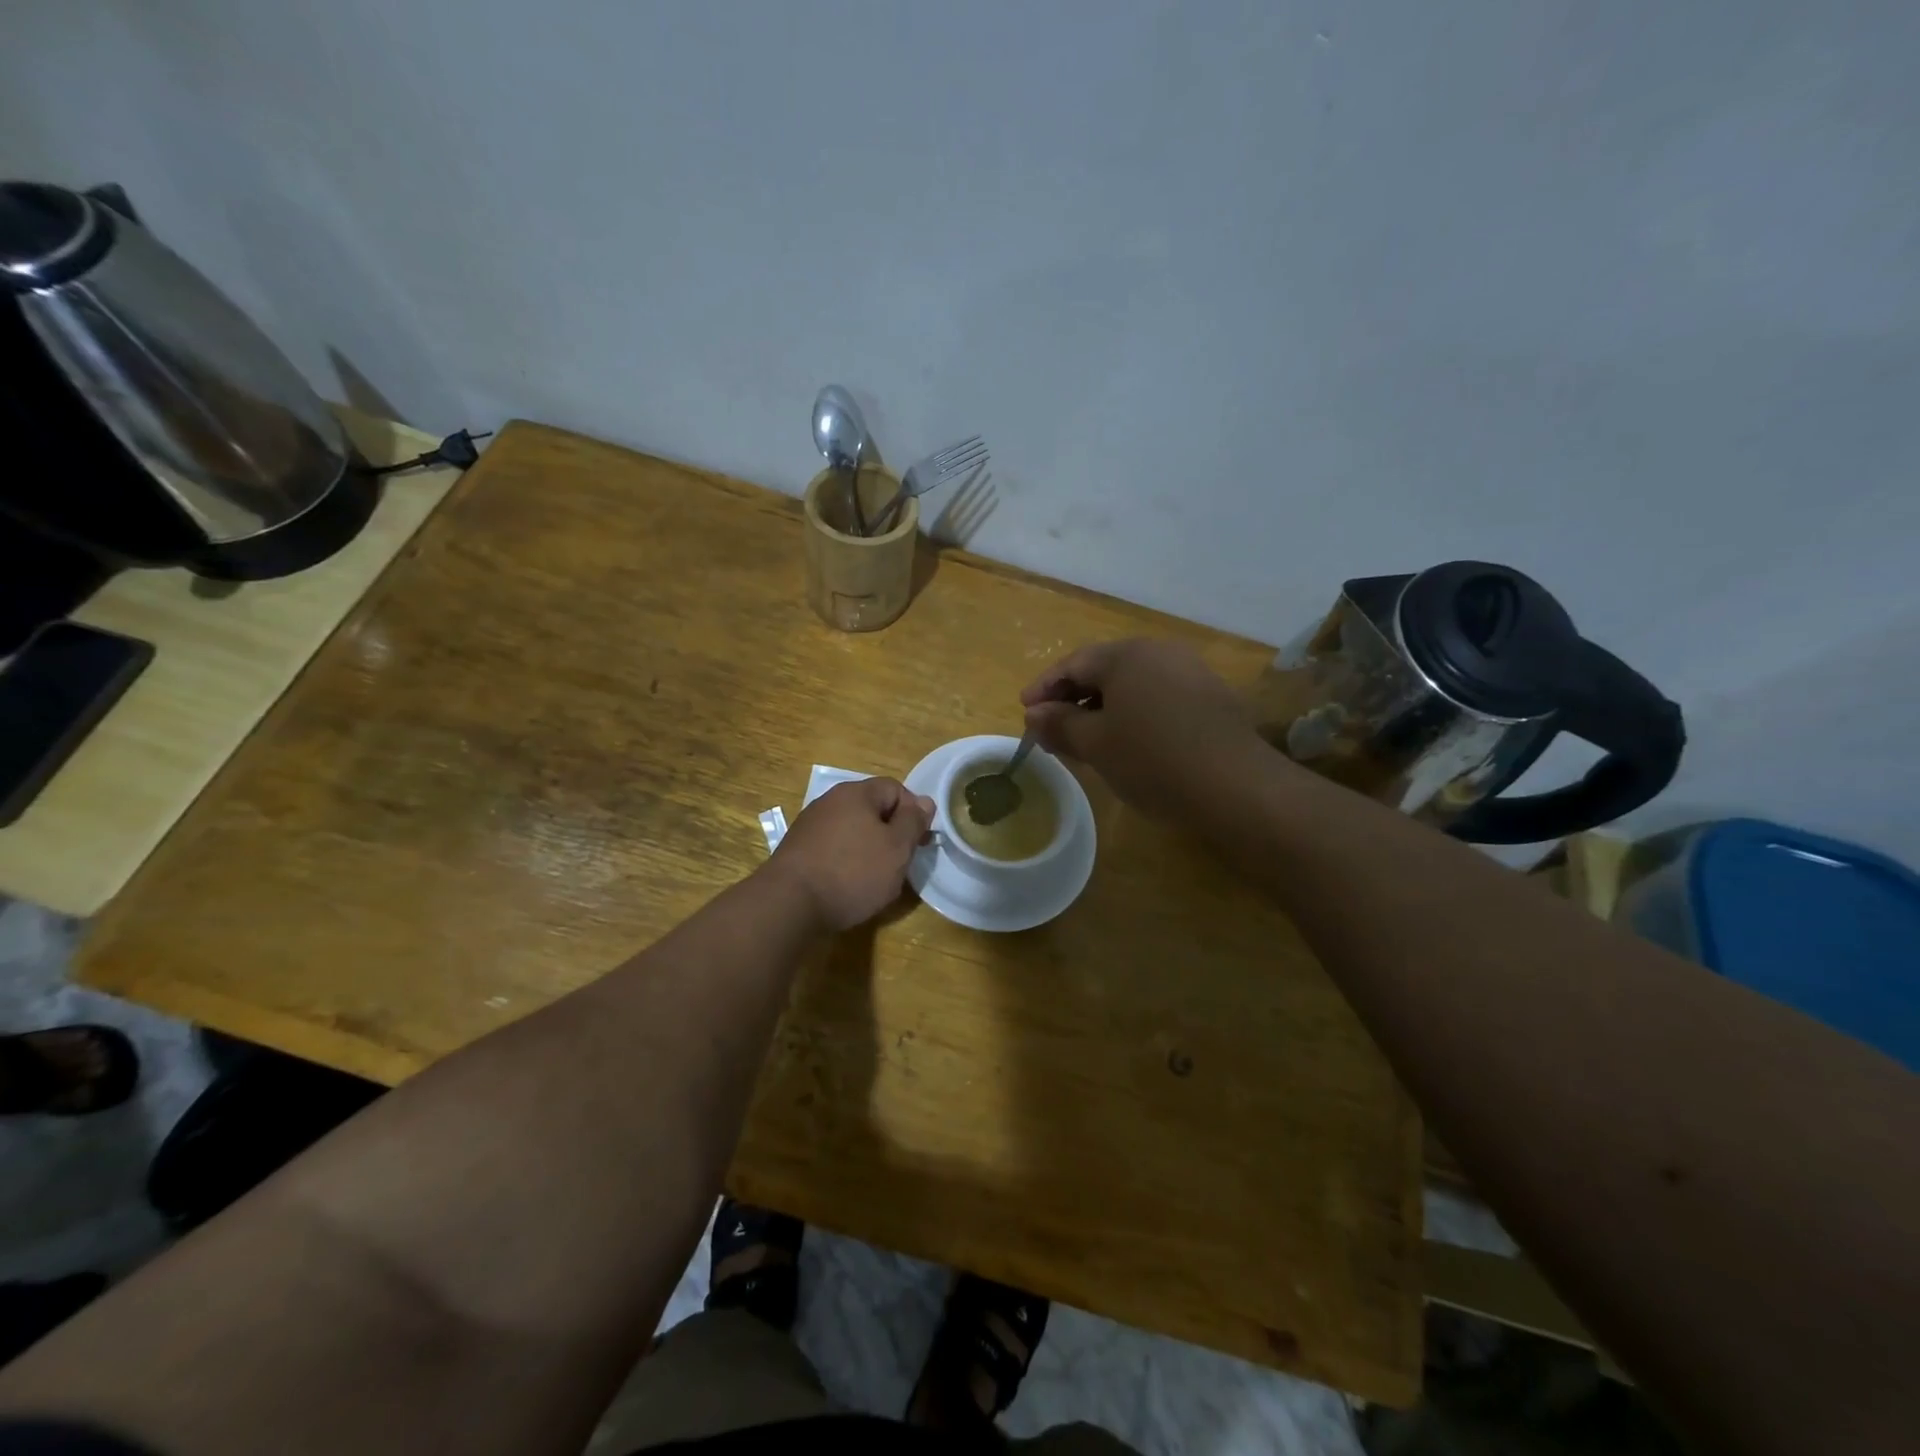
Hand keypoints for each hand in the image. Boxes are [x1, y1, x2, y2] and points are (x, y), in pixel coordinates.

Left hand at [767, 777, 934, 931]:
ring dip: (868, 848)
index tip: (919, 842)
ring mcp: (809, 826)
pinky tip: (847, 885)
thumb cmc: (852, 872)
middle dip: (890, 833)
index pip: (895, 788)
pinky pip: (832, 848)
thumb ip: (913, 822)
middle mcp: (830, 801)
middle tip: (901, 862)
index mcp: (855, 793)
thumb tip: (924, 802)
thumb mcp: (897, 848)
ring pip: (852, 830)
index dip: (913, 812)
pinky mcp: (797, 851)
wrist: (789, 904)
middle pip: (871, 809)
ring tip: (875, 878)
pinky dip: (845, 861)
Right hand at [1020, 639, 1261, 819]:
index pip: (1073, 664)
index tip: (1025, 712)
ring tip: (1086, 740)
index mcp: (1126, 655)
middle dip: (1073, 699)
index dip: (1044, 688)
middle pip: (1104, 670)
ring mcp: (1189, 672)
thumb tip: (1034, 714)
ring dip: (1103, 709)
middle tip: (1051, 729)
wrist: (1236, 786)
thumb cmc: (1152, 759)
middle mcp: (1159, 652)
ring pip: (1132, 685)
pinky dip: (1133, 715)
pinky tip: (1128, 743)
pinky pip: (1157, 698)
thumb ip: (1060, 724)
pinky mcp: (1210, 698)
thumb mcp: (1095, 744)